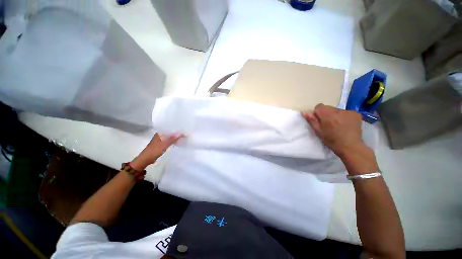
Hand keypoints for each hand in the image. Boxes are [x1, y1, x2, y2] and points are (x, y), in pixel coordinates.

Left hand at [131, 133, 182, 170]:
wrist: (146, 159)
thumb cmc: (155, 150)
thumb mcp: (165, 144)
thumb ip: (173, 139)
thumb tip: (182, 134)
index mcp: (160, 133)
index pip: (170, 129)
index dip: (177, 129)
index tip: (185, 130)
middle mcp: (160, 134)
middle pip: (170, 132)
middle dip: (177, 133)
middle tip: (186, 134)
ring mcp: (160, 139)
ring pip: (170, 137)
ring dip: (176, 137)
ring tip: (183, 137)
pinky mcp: (161, 144)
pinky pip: (169, 141)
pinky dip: (173, 141)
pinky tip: (178, 142)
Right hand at [302, 104, 377, 174]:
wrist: (350, 147)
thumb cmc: (331, 140)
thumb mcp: (318, 131)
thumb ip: (311, 120)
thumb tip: (304, 112)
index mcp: (327, 115)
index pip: (319, 106)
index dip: (317, 113)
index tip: (320, 121)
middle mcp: (338, 111)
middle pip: (328, 108)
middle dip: (326, 114)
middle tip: (328, 124)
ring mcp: (349, 111)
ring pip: (337, 110)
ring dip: (335, 116)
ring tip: (338, 126)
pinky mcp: (356, 114)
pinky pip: (346, 112)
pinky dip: (344, 117)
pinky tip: (345, 125)